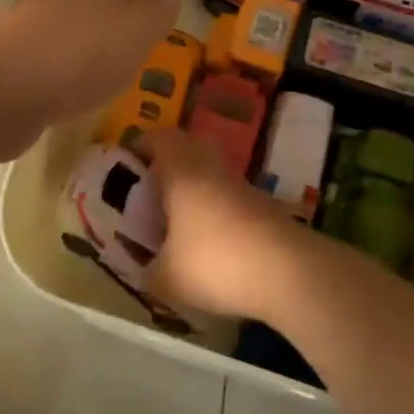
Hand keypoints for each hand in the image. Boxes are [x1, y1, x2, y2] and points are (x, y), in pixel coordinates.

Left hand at [0, 0, 181, 155]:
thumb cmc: (77, 52)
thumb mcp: (134, 30)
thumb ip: (156, 14)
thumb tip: (167, 0)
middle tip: (157, 16)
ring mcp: (35, 24)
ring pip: (83, 19)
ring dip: (108, 31)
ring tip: (130, 51)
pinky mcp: (19, 58)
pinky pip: (65, 49)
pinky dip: (87, 57)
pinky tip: (93, 79)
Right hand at [137, 128, 313, 319]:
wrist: (286, 270)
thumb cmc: (214, 261)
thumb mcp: (166, 276)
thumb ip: (148, 269)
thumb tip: (143, 269)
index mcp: (181, 169)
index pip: (158, 138)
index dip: (140, 146)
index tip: (127, 166)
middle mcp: (210, 165)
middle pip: (187, 148)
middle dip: (167, 164)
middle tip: (150, 191)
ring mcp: (240, 182)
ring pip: (210, 170)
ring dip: (193, 186)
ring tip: (176, 219)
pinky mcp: (262, 202)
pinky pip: (228, 193)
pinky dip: (214, 206)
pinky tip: (207, 238)